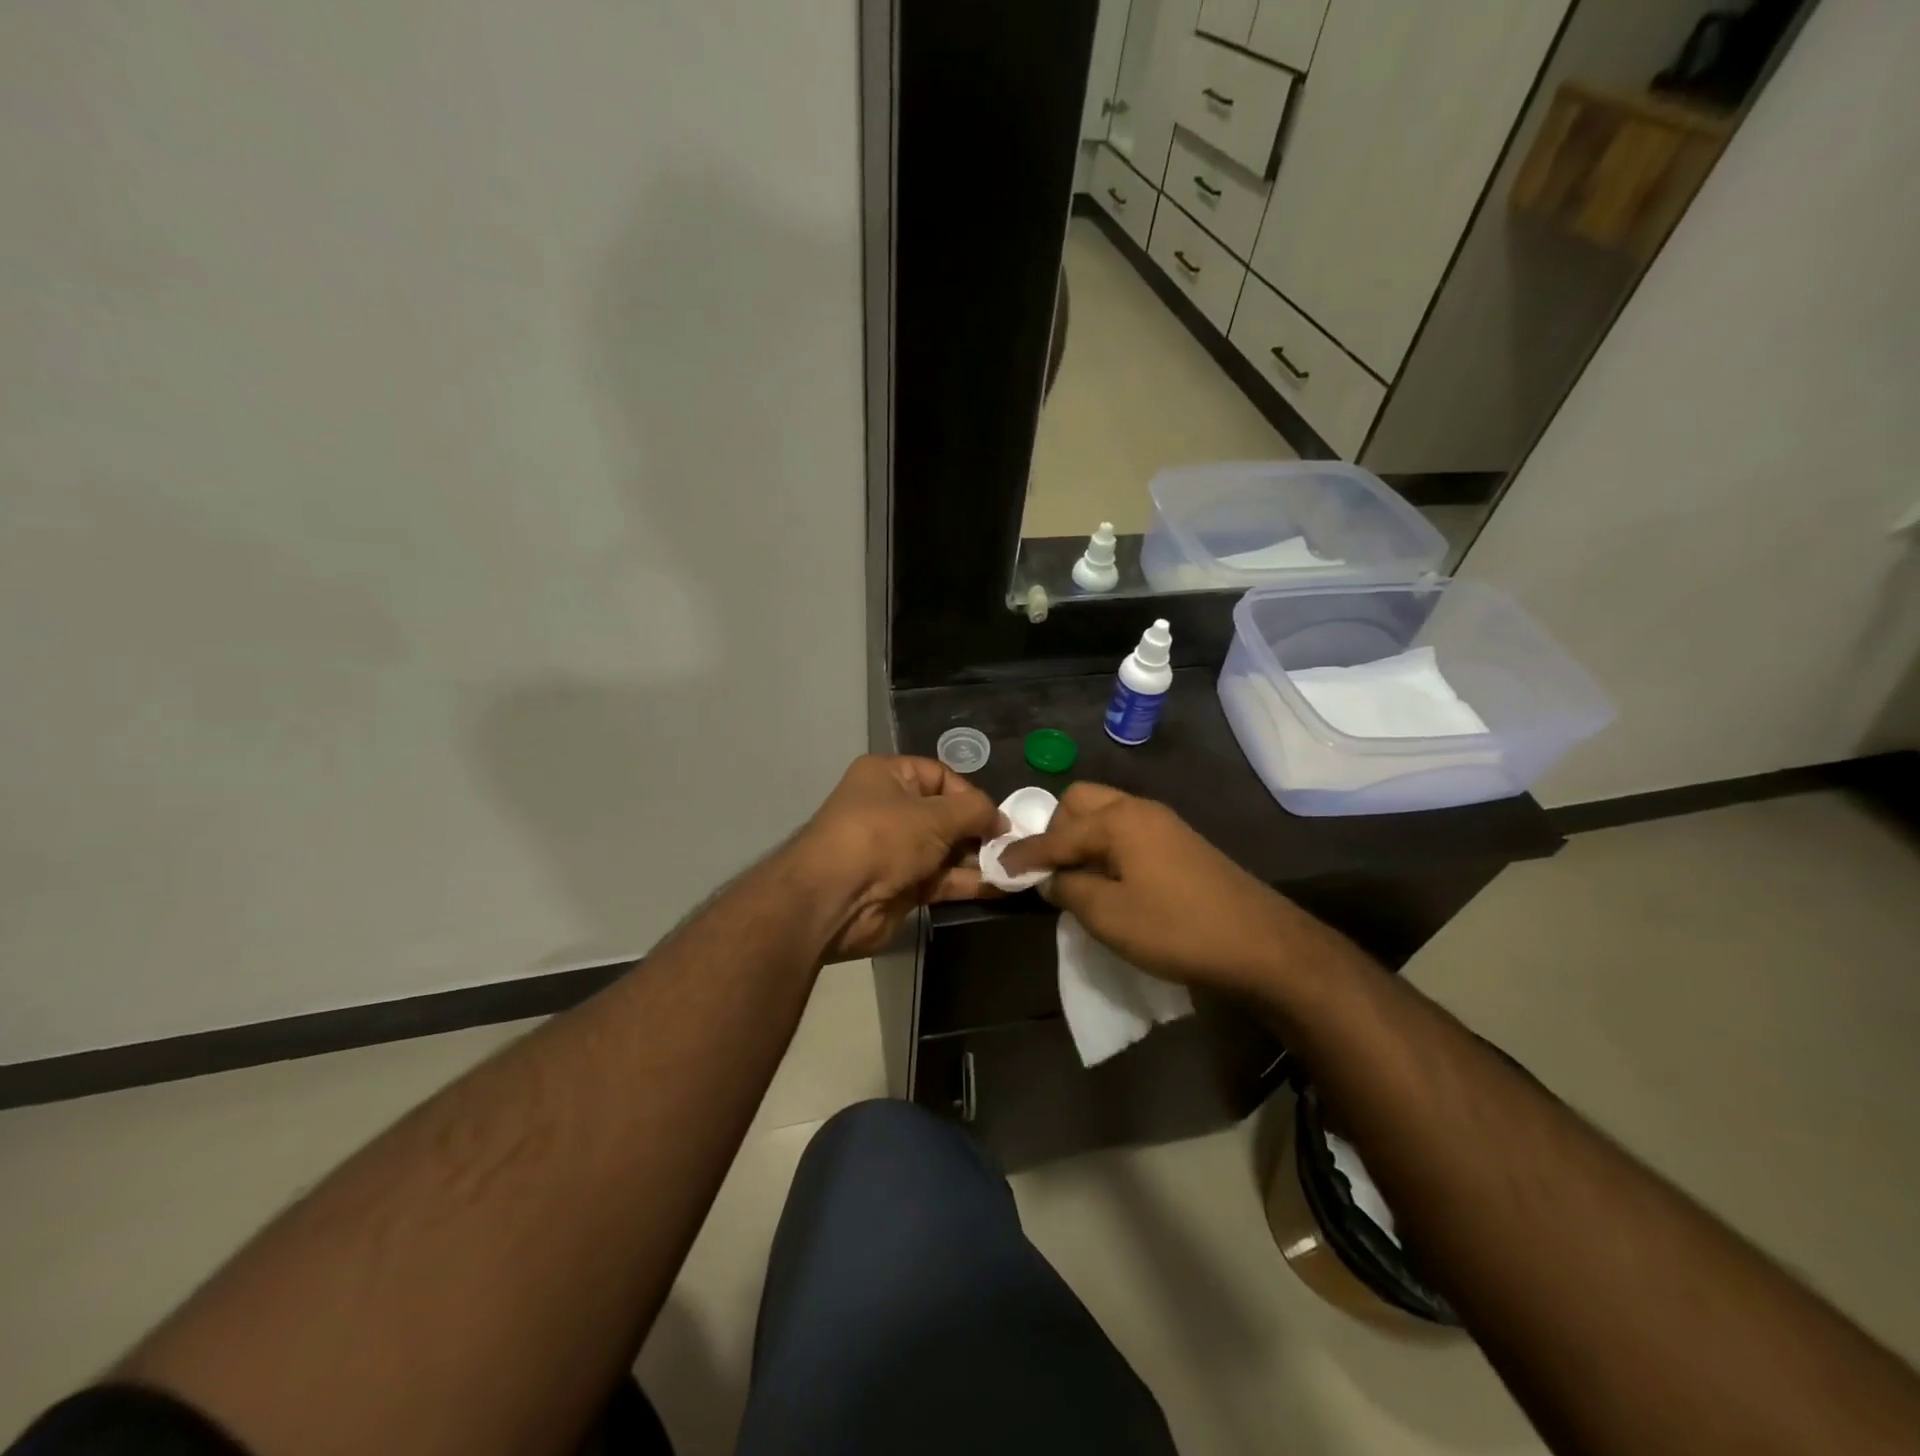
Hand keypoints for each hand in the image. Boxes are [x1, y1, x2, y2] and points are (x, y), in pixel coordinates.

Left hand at [787, 755, 1005, 961]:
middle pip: (946, 815)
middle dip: (979, 830)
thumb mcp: (934, 815)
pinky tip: (1001, 887)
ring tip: (1016, 868)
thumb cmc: (882, 838)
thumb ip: (974, 812)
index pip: (940, 776)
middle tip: (1013, 846)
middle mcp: (890, 809)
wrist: (834, 900)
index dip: (970, 795)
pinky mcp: (901, 886)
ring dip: (979, 859)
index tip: (998, 817)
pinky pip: (942, 879)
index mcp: (888, 776)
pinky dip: (968, 882)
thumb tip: (1001, 820)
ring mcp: (895, 850)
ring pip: (947, 850)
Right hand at [997, 782, 1313, 995]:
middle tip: (1048, 868)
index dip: (1025, 854)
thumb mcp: (1108, 915)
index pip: (1057, 833)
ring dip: (1083, 838)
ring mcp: (1165, 825)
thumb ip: (1069, 889)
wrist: (1261, 944)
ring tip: (1075, 877)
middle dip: (1056, 830)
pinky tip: (1109, 881)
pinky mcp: (1182, 845)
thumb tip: (1049, 877)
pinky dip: (1107, 847)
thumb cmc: (1175, 928)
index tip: (997, 867)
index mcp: (1118, 820)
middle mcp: (1140, 809)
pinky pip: (1128, 833)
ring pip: (1107, 816)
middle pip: (1082, 802)